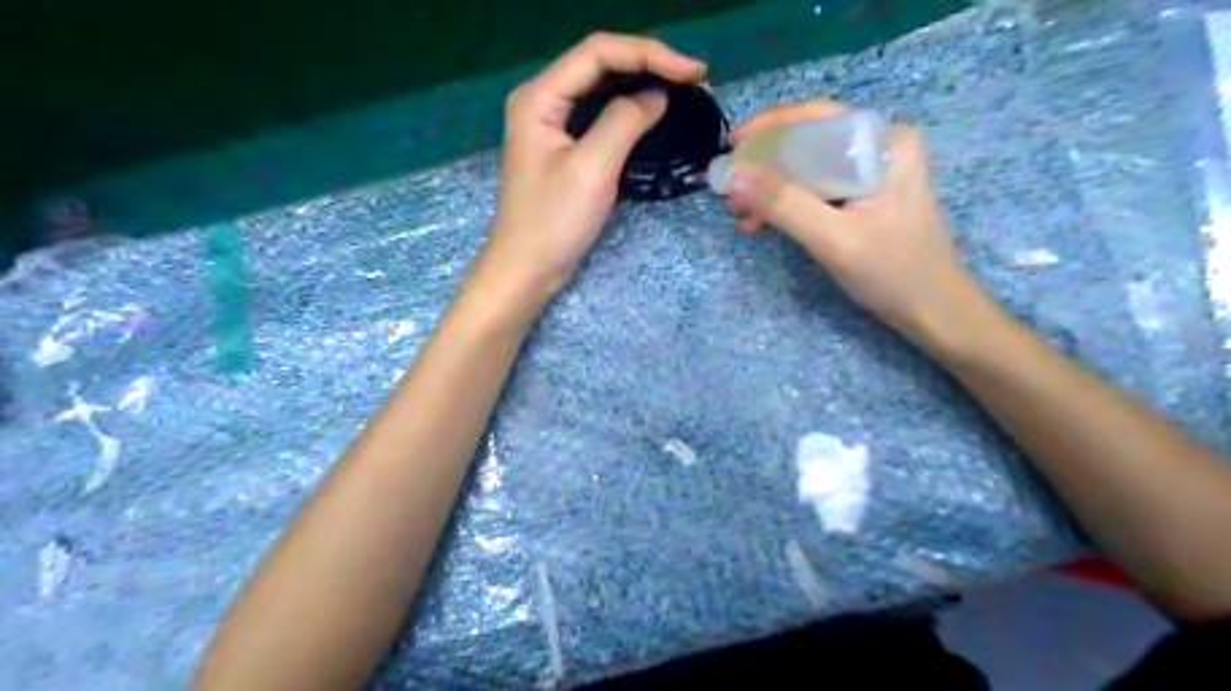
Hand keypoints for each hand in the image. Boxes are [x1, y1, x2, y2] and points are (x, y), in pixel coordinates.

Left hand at [484, 31, 711, 300]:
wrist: (526, 269)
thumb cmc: (553, 223)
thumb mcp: (592, 169)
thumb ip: (624, 122)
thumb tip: (657, 95)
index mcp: (540, 97)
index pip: (598, 53)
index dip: (649, 54)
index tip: (693, 73)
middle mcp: (542, 100)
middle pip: (599, 63)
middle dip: (648, 64)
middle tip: (694, 80)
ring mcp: (552, 124)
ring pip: (601, 88)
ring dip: (641, 84)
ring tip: (682, 90)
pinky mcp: (563, 146)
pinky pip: (599, 114)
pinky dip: (628, 110)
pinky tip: (653, 113)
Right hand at [723, 98, 986, 345]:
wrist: (932, 310)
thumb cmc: (892, 273)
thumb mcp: (833, 239)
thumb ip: (784, 204)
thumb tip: (733, 174)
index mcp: (883, 143)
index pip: (816, 117)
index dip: (767, 127)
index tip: (729, 146)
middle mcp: (879, 146)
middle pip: (809, 141)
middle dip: (764, 165)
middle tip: (729, 189)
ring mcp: (872, 171)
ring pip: (808, 166)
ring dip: (771, 187)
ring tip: (739, 212)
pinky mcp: (864, 195)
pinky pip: (816, 187)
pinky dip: (787, 202)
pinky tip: (762, 222)